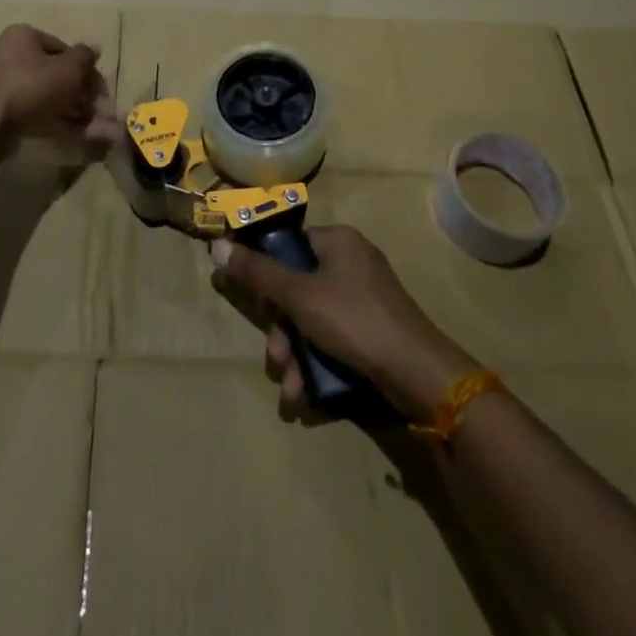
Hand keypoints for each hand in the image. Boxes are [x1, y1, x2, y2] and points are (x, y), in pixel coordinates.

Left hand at [0, 25, 117, 158]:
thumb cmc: (31, 86)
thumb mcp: (68, 68)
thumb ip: (85, 57)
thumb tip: (94, 49)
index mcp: (23, 36)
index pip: (63, 48)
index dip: (86, 70)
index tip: (100, 91)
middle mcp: (8, 54)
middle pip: (54, 73)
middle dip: (80, 94)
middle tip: (97, 112)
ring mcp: (0, 83)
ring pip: (45, 94)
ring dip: (71, 110)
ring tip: (90, 129)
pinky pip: (32, 110)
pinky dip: (52, 120)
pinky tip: (72, 134)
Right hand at [212, 225, 474, 422]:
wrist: (417, 373)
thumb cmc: (353, 320)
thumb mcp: (299, 296)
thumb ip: (258, 274)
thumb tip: (218, 247)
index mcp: (338, 241)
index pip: (290, 245)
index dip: (267, 272)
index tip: (254, 301)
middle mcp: (351, 263)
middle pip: (298, 288)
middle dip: (281, 330)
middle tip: (275, 358)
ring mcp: (365, 298)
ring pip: (312, 319)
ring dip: (295, 354)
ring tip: (290, 388)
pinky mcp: (372, 331)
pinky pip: (332, 338)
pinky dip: (316, 362)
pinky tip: (306, 393)